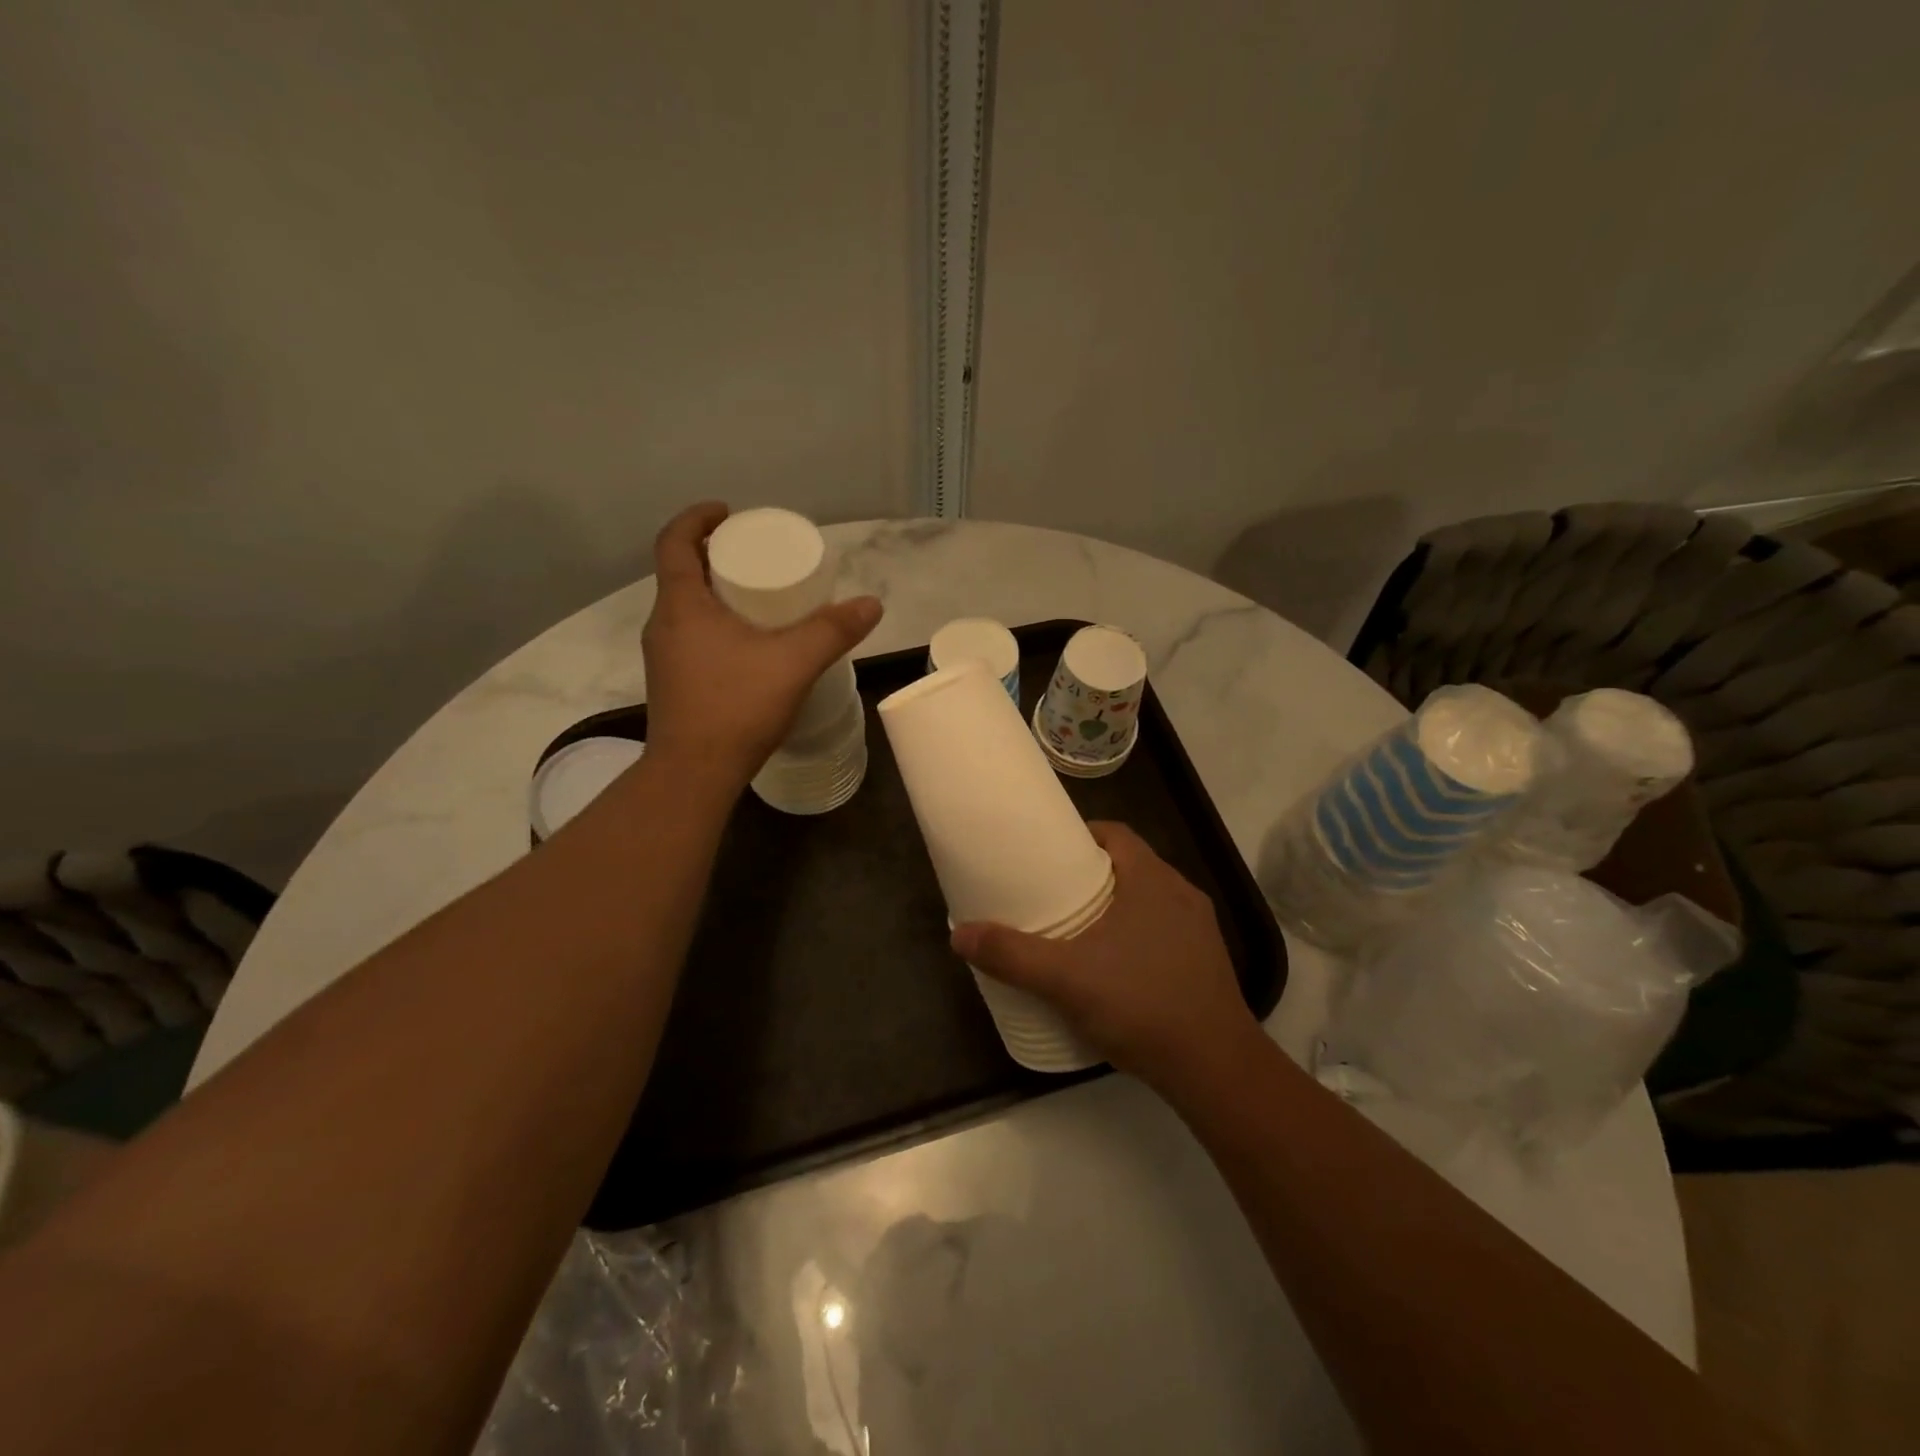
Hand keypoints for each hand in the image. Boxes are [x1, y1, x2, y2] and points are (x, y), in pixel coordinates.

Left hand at [642, 502, 881, 784]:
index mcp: (681, 606)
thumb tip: (871, 604)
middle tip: (755, 554)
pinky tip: (748, 643)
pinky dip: (715, 622)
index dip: (697, 519)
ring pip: (686, 607)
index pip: (674, 542)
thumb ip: (833, 631)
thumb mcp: (793, 663)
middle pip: (681, 572)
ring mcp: (664, 657)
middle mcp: (664, 625)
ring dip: (715, 591)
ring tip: (757, 595)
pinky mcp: (674, 682)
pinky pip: (692, 635)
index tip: (728, 512)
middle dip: (715, 555)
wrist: (694, 774)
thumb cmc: (736, 707)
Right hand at [950, 822, 1262, 1089]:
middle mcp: (1180, 893)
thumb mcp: (1066, 979)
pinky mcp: (1206, 961)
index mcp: (1152, 879)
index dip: (1079, 835)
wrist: (1215, 1068)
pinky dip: (1134, 933)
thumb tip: (959, 934)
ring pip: (1147, 898)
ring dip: (1113, 904)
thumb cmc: (1141, 1004)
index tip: (1046, 852)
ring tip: (1074, 927)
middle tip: (1049, 891)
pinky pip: (1163, 929)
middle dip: (1089, 873)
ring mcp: (1198, 929)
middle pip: (1128, 864)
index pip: (1114, 833)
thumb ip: (1012, 955)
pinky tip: (1112, 965)